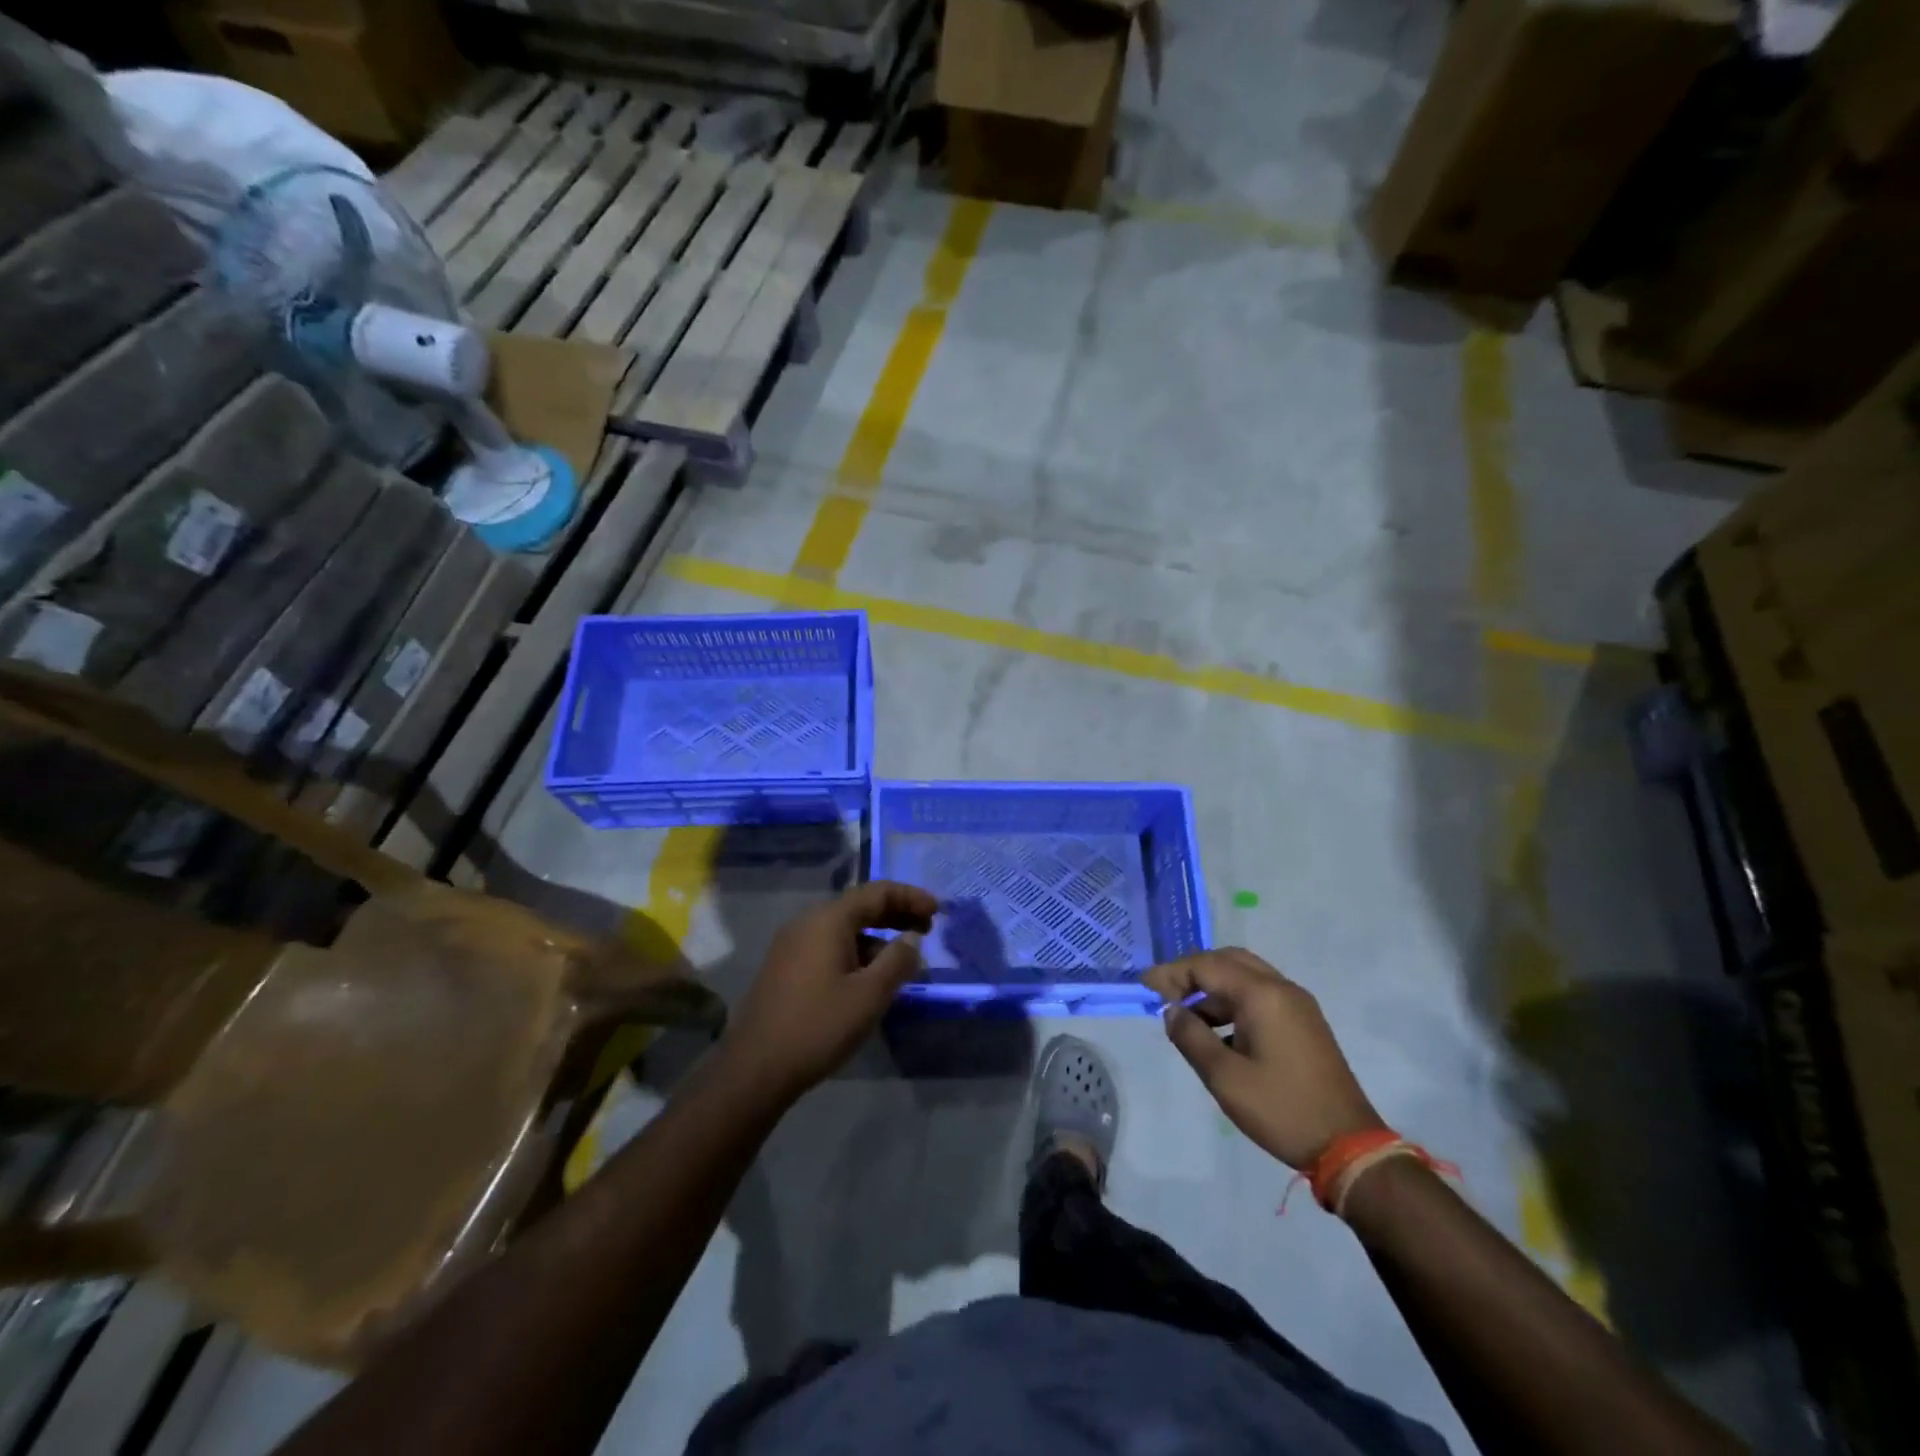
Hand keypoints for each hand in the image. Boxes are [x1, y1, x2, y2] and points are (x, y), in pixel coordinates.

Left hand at [723, 881, 935, 1097]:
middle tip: (927, 930)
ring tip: (903, 961)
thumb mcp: (869, 995)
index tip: (938, 912)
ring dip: (877, 937)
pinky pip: (828, 946)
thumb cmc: (818, 1026)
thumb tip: (912, 939)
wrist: (755, 1068)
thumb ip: (897, 961)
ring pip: (844, 929)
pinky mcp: (785, 968)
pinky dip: (856, 952)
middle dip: (895, 914)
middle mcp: (807, 923)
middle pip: (859, 906)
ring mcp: (792, 945)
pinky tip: (870, 978)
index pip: (877, 892)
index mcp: (828, 920)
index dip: (910, 897)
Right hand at [1145, 949, 1384, 1168]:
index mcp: (1263, 995)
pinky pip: (1261, 996)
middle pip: (1228, 960)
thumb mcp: (1225, 1078)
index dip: (1172, 973)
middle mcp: (1282, 989)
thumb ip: (1191, 1037)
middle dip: (1193, 972)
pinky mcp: (1305, 1023)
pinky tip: (1218, 1033)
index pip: (1207, 965)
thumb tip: (1171, 1012)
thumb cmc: (1282, 1109)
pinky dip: (1233, 1003)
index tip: (1145, 986)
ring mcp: (1298, 1005)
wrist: (1349, 1146)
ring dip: (1213, 989)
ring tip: (1187, 1018)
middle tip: (1166, 993)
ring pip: (1246, 977)